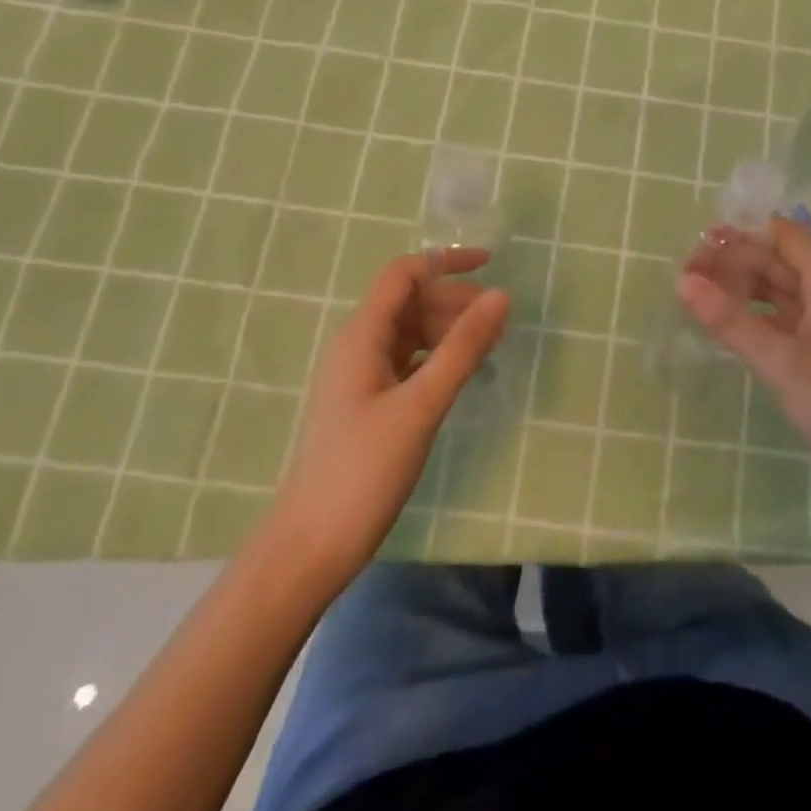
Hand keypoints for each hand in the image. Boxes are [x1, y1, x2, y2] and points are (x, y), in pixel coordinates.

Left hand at [271, 250, 509, 570]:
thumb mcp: (421, 405)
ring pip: (410, 332)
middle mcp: (358, 347)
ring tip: (489, 345)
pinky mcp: (369, 404)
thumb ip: (462, 349)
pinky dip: (438, 356)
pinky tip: (462, 374)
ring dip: (448, 329)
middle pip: (410, 301)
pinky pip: (409, 361)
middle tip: (498, 319)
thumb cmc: (362, 470)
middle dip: (454, 299)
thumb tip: (501, 296)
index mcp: (362, 336)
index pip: (403, 274)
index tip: (491, 265)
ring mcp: (361, 377)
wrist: (309, 548)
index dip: (445, 262)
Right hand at [679, 219, 810, 520]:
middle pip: (778, 261)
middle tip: (687, 273)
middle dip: (735, 260)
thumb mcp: (782, 364)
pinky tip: (725, 323)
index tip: (703, 240)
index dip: (747, 231)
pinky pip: (779, 318)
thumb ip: (732, 322)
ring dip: (740, 286)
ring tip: (697, 293)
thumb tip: (683, 281)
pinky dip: (751, 314)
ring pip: (777, 290)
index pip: (787, 236)